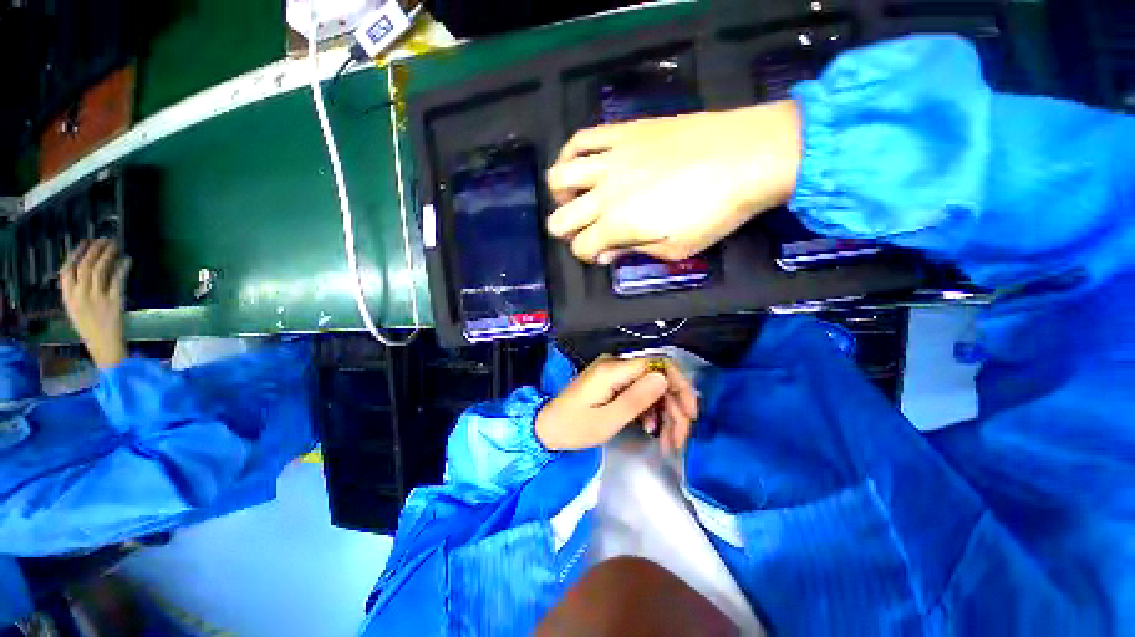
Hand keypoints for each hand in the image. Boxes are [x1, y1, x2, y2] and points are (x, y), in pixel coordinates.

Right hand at [60, 239, 131, 368]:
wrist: (104, 345)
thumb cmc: (90, 328)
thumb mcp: (75, 309)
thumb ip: (76, 292)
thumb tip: (83, 269)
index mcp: (68, 297)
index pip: (66, 270)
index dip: (75, 253)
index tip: (85, 242)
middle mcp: (80, 295)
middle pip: (85, 265)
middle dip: (94, 249)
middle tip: (105, 240)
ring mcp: (96, 297)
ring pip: (100, 269)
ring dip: (108, 254)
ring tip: (115, 245)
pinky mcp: (113, 301)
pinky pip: (117, 279)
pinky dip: (122, 267)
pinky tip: (127, 259)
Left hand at [536, 355, 698, 453]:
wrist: (547, 428)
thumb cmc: (574, 427)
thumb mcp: (607, 420)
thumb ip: (636, 399)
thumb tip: (664, 378)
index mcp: (614, 369)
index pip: (658, 364)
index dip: (680, 386)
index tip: (690, 413)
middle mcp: (617, 365)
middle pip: (658, 377)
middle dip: (674, 406)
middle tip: (680, 438)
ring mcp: (615, 373)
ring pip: (651, 386)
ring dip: (665, 412)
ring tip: (668, 440)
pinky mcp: (613, 383)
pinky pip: (639, 391)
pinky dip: (650, 410)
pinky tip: (651, 428)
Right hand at [546, 101, 801, 262]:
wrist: (748, 155)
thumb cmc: (716, 212)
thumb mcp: (676, 249)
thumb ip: (634, 252)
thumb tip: (607, 254)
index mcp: (617, 225)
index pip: (582, 247)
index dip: (588, 255)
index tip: (604, 253)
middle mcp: (604, 194)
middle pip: (559, 219)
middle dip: (567, 232)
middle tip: (586, 230)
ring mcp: (610, 159)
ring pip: (559, 177)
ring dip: (562, 194)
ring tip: (578, 197)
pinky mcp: (622, 133)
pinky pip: (581, 138)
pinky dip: (571, 154)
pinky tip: (582, 164)